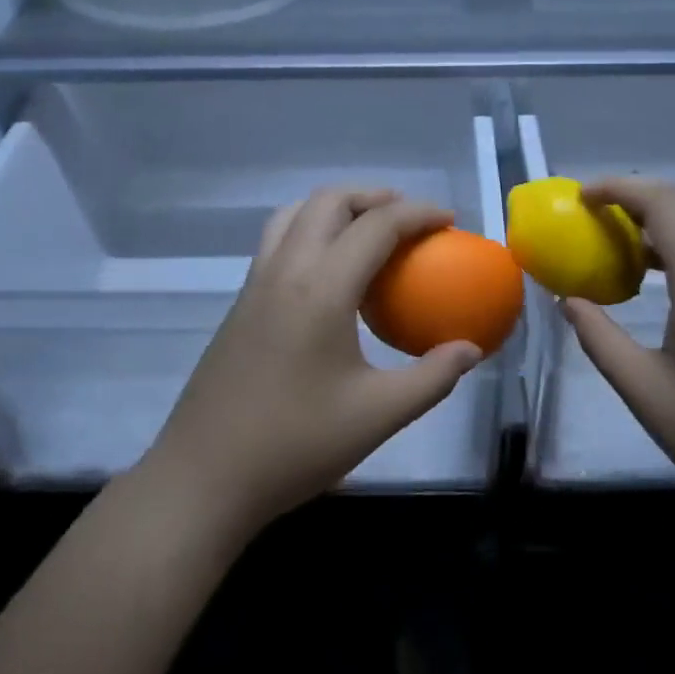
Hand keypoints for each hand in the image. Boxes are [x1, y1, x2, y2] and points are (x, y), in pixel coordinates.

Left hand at [141, 188, 483, 539]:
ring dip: (336, 207)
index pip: (376, 226)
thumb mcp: (378, 416)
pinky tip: (329, 271)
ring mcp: (256, 281)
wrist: (203, 477)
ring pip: (295, 213)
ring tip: (368, 231)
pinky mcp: (241, 300)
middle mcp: (285, 269)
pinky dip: (311, 228)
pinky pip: (278, 238)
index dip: (418, 214)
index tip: (448, 220)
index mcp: (321, 288)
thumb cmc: (295, 445)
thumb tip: (471, 350)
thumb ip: (432, 378)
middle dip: (374, 196)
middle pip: (329, 201)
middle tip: (409, 219)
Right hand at [559, 178, 674, 557]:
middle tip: (596, 213)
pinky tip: (665, 275)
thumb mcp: (647, 395)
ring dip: (668, 215)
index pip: (667, 206)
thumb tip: (568, 300)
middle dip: (641, 193)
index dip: (621, 189)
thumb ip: (600, 339)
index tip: (581, 196)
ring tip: (623, 240)